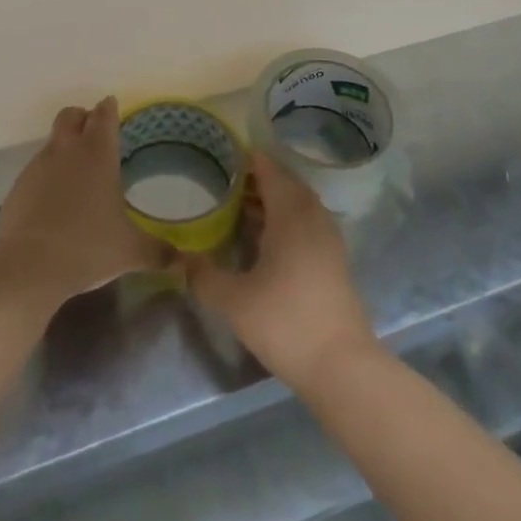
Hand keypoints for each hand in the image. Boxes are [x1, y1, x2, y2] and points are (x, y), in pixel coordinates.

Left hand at [0, 97, 167, 305]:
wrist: (28, 268)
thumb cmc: (88, 247)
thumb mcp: (130, 252)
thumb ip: (159, 252)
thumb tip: (186, 260)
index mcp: (97, 153)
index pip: (104, 114)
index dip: (109, 109)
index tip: (113, 108)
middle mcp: (66, 150)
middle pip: (71, 115)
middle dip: (82, 118)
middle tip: (94, 135)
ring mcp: (37, 167)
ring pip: (52, 142)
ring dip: (64, 149)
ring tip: (77, 177)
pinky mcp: (17, 188)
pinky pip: (35, 172)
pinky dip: (46, 178)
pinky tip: (54, 204)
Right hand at [182, 153, 377, 388]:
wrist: (341, 366)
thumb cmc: (285, 323)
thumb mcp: (234, 301)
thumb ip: (203, 275)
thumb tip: (179, 258)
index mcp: (290, 213)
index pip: (268, 169)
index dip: (245, 158)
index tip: (219, 154)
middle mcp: (312, 216)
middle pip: (284, 182)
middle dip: (255, 178)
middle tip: (222, 180)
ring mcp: (327, 237)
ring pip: (297, 202)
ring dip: (271, 199)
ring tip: (236, 205)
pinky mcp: (332, 258)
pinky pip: (305, 221)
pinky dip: (284, 218)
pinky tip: (262, 238)